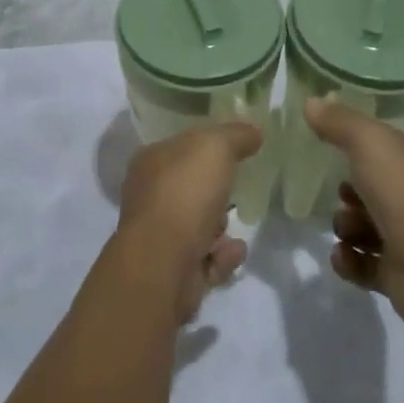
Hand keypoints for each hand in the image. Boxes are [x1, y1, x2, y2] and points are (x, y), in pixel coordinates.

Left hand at [116, 123, 257, 323]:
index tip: (235, 149)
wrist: (164, 263)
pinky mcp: (172, 271)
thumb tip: (254, 131)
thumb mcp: (216, 147)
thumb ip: (236, 135)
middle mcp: (149, 196)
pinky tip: (235, 251)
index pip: (180, 147)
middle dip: (215, 191)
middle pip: (189, 187)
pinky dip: (222, 256)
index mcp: (150, 162)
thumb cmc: (185, 193)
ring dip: (219, 226)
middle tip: (236, 188)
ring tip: (230, 226)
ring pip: (196, 225)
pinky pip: (205, 259)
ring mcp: (158, 236)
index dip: (207, 145)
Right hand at [305, 96, 403, 332]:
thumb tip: (311, 102)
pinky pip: (364, 265)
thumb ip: (338, 122)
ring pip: (366, 227)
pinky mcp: (400, 276)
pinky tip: (342, 255)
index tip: (330, 148)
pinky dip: (349, 260)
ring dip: (346, 227)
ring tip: (345, 229)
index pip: (386, 148)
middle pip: (374, 189)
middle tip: (341, 195)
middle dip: (349, 192)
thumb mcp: (368, 142)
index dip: (359, 147)